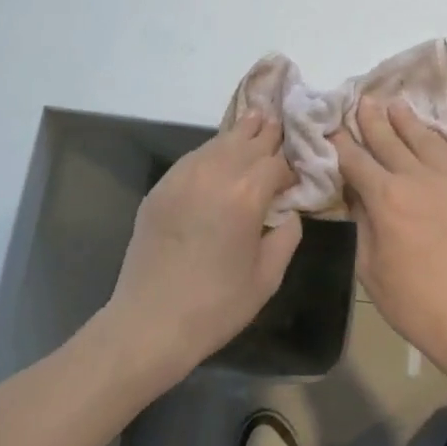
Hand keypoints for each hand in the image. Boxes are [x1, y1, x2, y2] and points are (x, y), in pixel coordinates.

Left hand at [103, 112, 301, 383]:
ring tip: (255, 122)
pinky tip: (219, 155)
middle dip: (268, 134)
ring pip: (220, 141)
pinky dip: (212, 151)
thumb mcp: (268, 277)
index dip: (291, 167)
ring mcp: (184, 176)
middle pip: (249, 139)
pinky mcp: (162, 186)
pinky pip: (194, 157)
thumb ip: (287, 235)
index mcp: (247, 194)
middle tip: (281, 126)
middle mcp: (216, 173)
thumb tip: (290, 212)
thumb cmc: (217, 305)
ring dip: (241, 134)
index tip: (295, 179)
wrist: (151, 322)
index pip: (277, 162)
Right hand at [335, 97, 446, 387]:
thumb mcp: (370, 266)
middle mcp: (418, 177)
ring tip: (394, 105)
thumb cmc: (414, 301)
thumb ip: (361, 221)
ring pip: (424, 138)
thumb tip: (355, 192)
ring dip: (406, 120)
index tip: (330, 127)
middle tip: (362, 101)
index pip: (357, 160)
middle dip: (372, 120)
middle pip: (389, 140)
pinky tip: (430, 133)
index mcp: (387, 198)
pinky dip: (437, 139)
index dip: (340, 142)